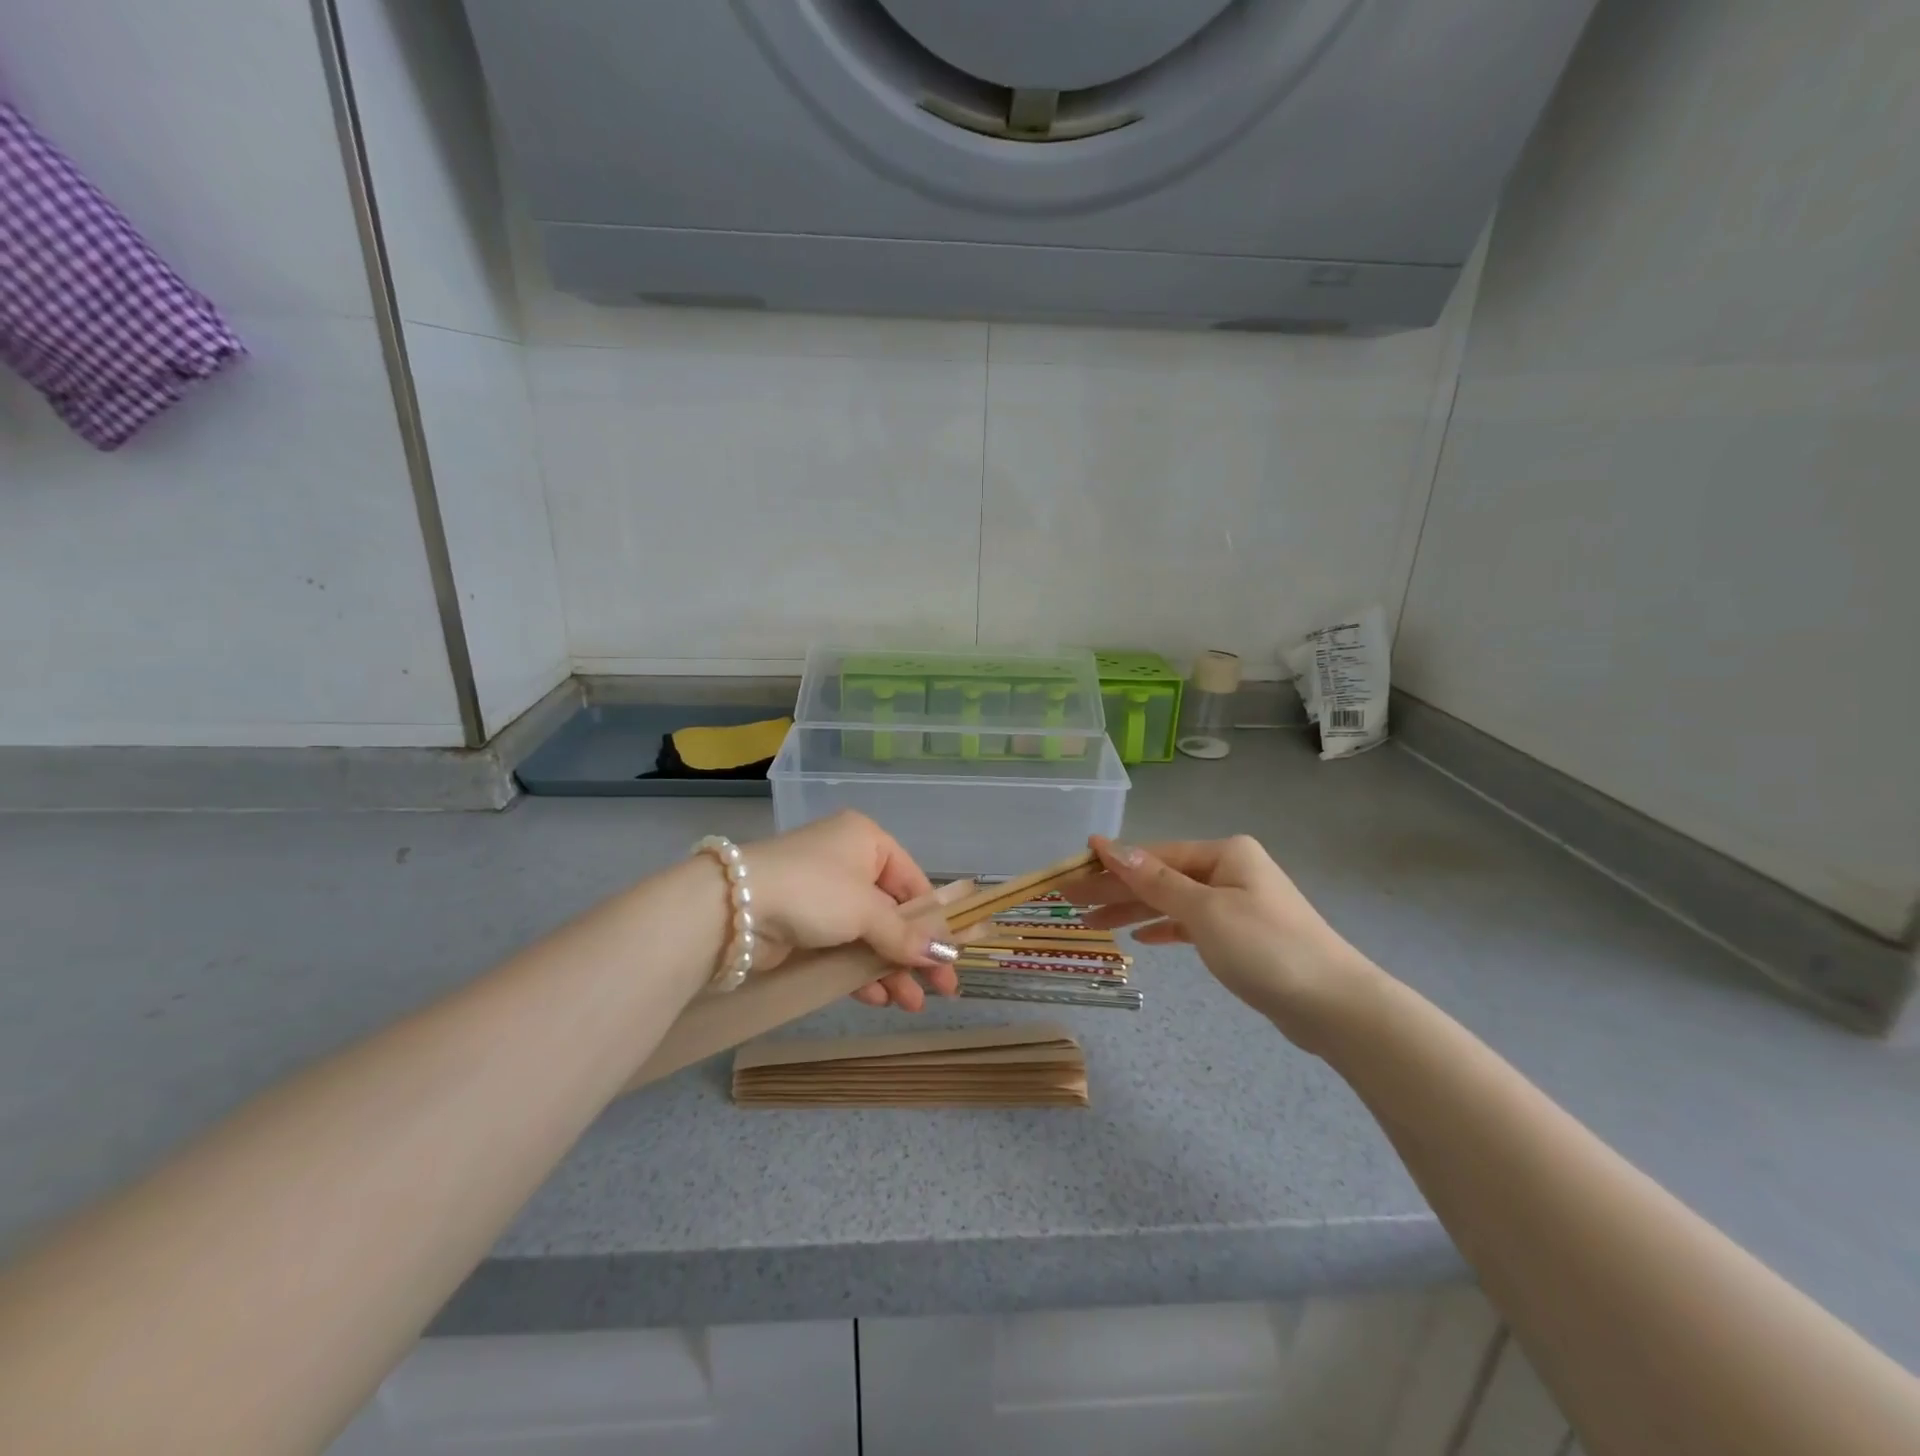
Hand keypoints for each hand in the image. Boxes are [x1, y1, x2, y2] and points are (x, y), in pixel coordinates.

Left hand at [739, 811, 959, 1010]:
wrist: (731, 908)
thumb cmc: (813, 891)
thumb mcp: (866, 909)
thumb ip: (906, 934)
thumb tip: (947, 954)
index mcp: (867, 841)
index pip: (914, 882)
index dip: (935, 922)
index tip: (954, 957)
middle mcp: (848, 862)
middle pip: (894, 912)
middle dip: (915, 953)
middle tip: (942, 990)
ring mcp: (824, 896)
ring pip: (869, 935)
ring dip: (891, 969)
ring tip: (911, 1005)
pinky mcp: (803, 926)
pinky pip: (843, 949)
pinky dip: (860, 972)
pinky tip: (877, 999)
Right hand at [1071, 835, 1374, 1045]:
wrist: (1336, 1006)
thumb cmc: (1267, 949)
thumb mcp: (1205, 912)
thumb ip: (1155, 880)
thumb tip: (1110, 845)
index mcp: (1223, 853)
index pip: (1153, 855)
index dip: (1110, 864)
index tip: (1070, 874)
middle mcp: (1229, 870)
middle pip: (1159, 876)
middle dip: (1115, 890)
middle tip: (1070, 904)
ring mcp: (1236, 902)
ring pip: (1172, 901)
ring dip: (1133, 911)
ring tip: (1092, 924)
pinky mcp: (1240, 934)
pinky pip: (1190, 923)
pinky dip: (1164, 928)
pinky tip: (1140, 937)